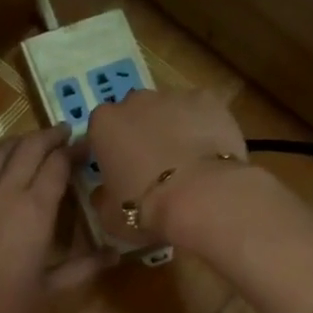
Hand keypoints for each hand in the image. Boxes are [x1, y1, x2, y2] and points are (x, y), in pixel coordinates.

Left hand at [0, 124, 111, 312]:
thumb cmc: (9, 310)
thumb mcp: (54, 289)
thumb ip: (86, 266)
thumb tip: (116, 255)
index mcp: (34, 209)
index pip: (57, 164)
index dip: (73, 151)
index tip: (86, 145)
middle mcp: (4, 192)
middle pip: (27, 148)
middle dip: (48, 136)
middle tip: (63, 133)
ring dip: (19, 143)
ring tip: (33, 142)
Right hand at [86, 89, 249, 243]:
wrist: (202, 197)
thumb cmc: (147, 208)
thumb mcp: (110, 216)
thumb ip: (102, 198)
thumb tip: (103, 194)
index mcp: (104, 124)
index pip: (100, 130)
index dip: (111, 150)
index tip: (121, 171)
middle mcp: (135, 100)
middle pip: (135, 113)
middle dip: (142, 133)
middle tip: (155, 166)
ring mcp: (174, 96)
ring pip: (170, 109)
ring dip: (174, 128)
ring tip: (188, 161)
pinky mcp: (208, 100)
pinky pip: (203, 110)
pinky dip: (206, 125)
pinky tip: (212, 150)